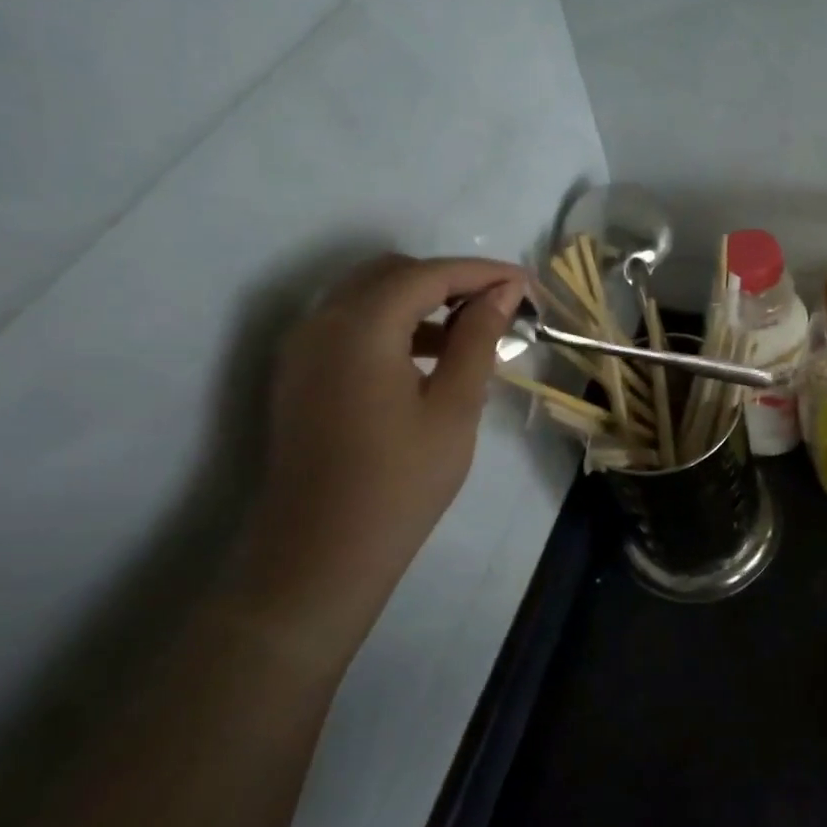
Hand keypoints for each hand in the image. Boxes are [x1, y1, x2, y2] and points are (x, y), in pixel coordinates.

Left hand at [236, 253, 525, 666]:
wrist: (320, 554)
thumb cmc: (400, 482)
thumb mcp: (454, 407)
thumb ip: (478, 338)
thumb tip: (504, 292)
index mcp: (360, 327)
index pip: (428, 274)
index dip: (481, 272)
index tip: (526, 284)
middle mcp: (321, 322)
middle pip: (392, 274)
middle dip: (449, 280)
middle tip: (499, 305)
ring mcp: (303, 348)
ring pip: (367, 296)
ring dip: (420, 300)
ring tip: (472, 330)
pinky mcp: (299, 374)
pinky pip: (350, 325)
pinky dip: (392, 324)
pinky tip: (429, 356)